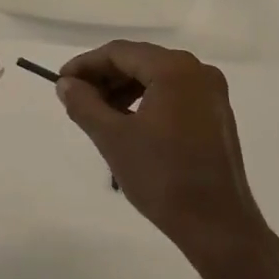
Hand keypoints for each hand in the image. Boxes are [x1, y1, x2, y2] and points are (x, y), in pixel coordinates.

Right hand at [56, 41, 267, 256]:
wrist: (217, 226)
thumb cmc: (163, 178)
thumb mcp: (114, 139)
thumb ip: (85, 104)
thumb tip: (65, 84)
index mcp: (174, 69)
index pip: (120, 52)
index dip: (86, 65)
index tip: (61, 83)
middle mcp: (197, 70)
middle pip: (140, 61)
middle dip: (105, 78)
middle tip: (77, 100)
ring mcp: (211, 92)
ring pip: (156, 77)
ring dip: (124, 90)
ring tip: (99, 115)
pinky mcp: (216, 114)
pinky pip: (174, 94)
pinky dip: (147, 101)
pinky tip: (129, 123)